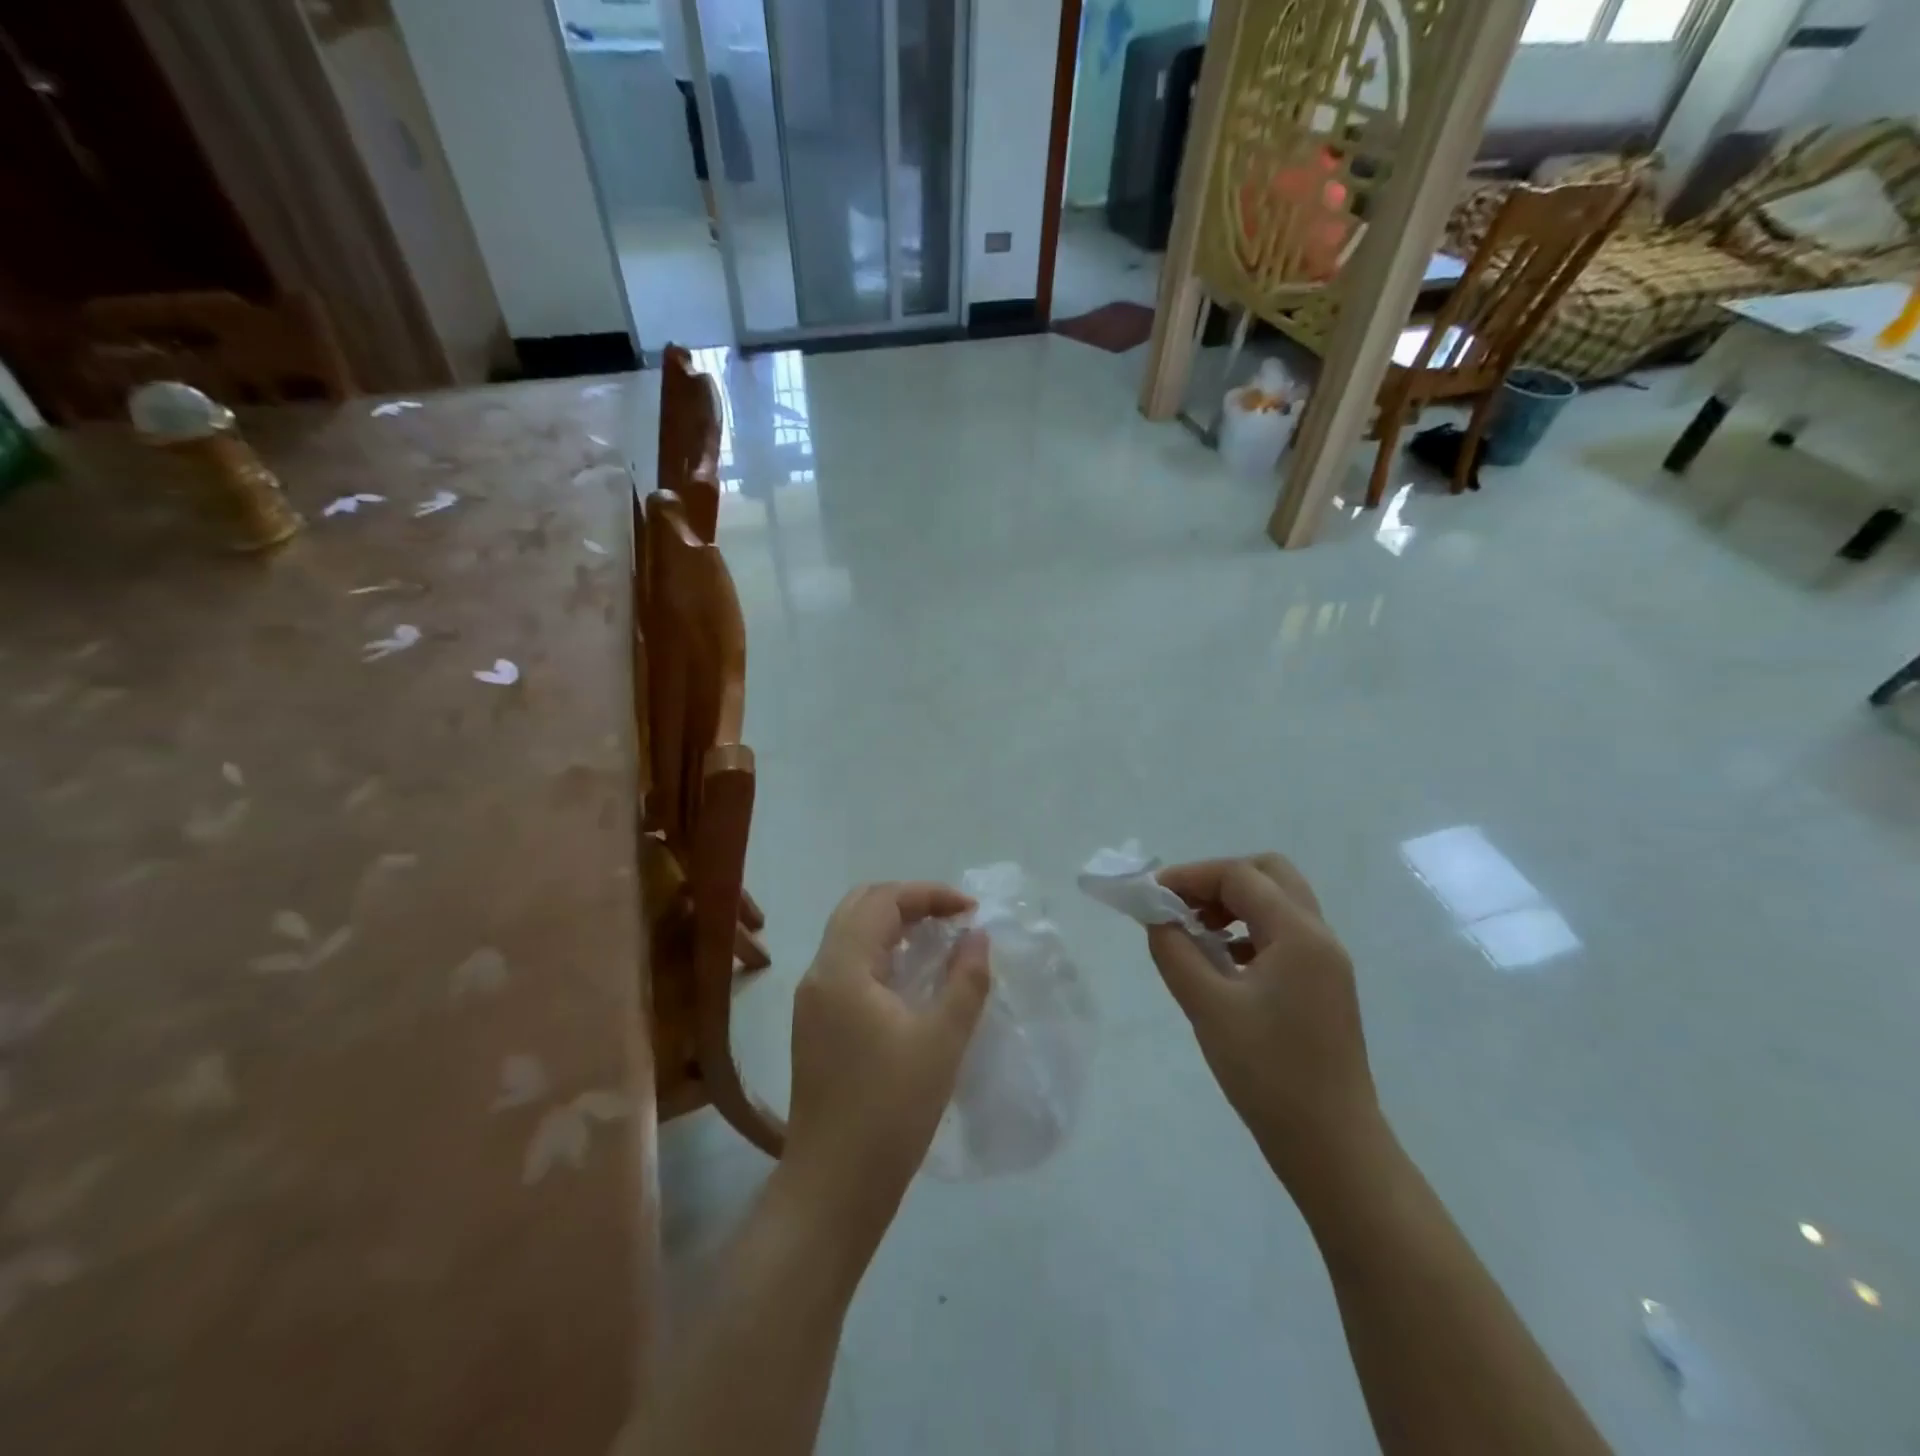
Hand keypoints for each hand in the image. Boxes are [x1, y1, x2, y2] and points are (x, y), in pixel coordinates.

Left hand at [783, 882, 989, 1239]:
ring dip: (893, 926)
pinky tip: (911, 979)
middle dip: (908, 902)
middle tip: (952, 919)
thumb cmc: (890, 1111)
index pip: (882, 900)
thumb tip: (977, 935)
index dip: (929, 894)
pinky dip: (880, 954)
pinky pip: (847, 965)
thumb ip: (965, 980)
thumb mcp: (942, 1042)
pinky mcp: (814, 1025)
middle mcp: (818, 974)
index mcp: (842, 969)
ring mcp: (811, 1001)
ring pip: (850, 936)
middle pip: (859, 908)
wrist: (833, 1187)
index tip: (971, 911)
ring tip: (938, 942)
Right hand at [1148, 855, 1380, 1194]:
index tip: (1151, 894)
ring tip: (1195, 933)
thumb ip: (1175, 951)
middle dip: (1219, 880)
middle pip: (1269, 875)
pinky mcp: (1323, 987)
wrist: (1332, 1147)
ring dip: (1235, 904)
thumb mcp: (1208, 1007)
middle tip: (1181, 906)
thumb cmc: (1268, 1073)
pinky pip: (1284, 935)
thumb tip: (1156, 917)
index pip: (1240, 876)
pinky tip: (1223, 963)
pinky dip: (1249, 931)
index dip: (1191, 876)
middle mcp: (1320, 937)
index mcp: (1299, 935)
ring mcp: (1327, 963)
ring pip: (1279, 904)